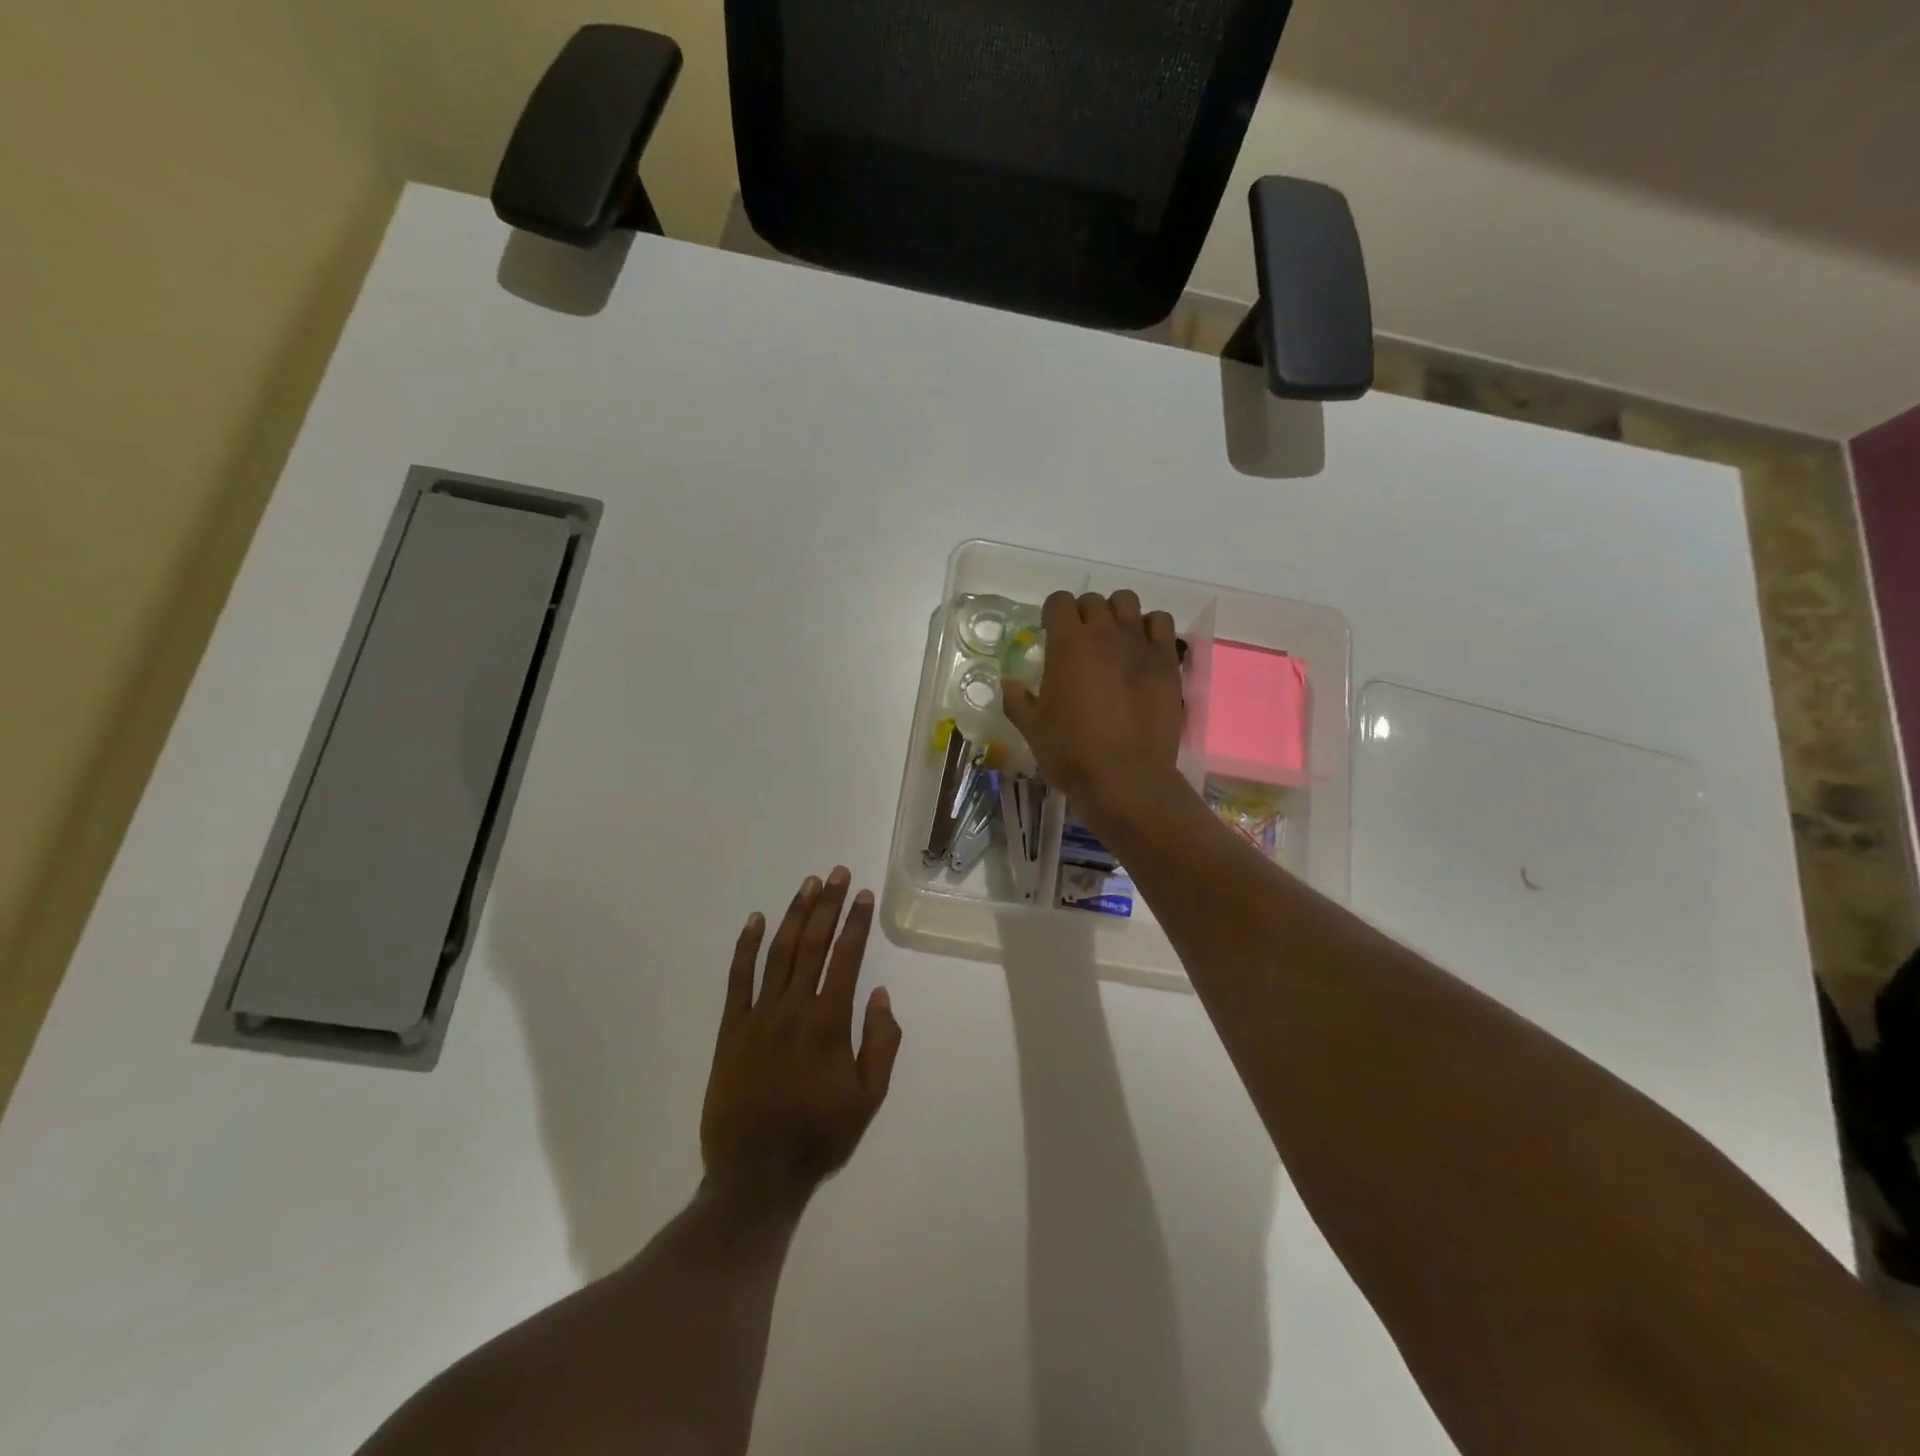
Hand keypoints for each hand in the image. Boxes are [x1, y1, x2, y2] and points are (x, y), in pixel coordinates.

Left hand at [701, 868, 902, 1199]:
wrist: (756, 1174)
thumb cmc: (819, 1136)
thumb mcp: (868, 1099)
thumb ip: (880, 1043)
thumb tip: (880, 995)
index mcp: (829, 1023)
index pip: (846, 959)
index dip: (856, 923)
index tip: (863, 895)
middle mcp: (793, 1009)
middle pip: (813, 945)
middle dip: (828, 905)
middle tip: (838, 874)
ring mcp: (758, 1016)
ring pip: (779, 953)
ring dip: (794, 915)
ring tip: (808, 885)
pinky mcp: (731, 1029)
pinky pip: (738, 979)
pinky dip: (745, 946)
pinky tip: (755, 919)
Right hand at [1002, 590, 1186, 821]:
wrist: (1126, 778)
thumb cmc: (1072, 753)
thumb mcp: (1032, 729)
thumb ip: (1017, 700)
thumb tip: (1009, 682)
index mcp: (1067, 644)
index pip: (1059, 602)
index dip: (1052, 614)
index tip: (1050, 633)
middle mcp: (1105, 633)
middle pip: (1093, 601)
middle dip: (1083, 614)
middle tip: (1079, 642)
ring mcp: (1140, 645)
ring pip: (1128, 603)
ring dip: (1116, 614)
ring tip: (1113, 640)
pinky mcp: (1167, 661)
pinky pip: (1161, 624)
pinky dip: (1149, 628)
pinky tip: (1142, 650)